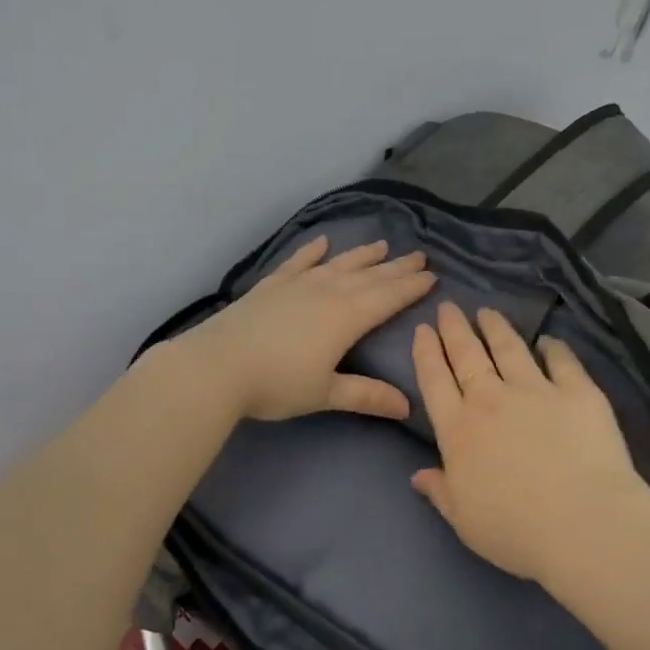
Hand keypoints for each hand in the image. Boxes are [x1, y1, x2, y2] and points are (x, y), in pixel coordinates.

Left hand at [173, 236, 434, 421]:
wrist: (217, 366)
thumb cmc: (277, 383)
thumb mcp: (325, 393)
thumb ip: (366, 395)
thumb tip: (407, 406)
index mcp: (347, 317)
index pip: (388, 297)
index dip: (411, 287)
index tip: (432, 275)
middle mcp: (327, 292)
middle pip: (369, 276)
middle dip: (396, 267)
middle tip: (419, 256)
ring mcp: (298, 284)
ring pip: (338, 264)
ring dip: (362, 255)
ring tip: (382, 245)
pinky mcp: (271, 285)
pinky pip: (298, 262)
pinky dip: (312, 252)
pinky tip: (322, 243)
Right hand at [410, 302, 649, 584]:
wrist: (584, 524)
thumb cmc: (515, 531)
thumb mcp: (464, 520)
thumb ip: (440, 492)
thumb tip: (418, 474)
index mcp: (459, 431)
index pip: (435, 381)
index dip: (427, 352)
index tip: (423, 329)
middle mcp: (491, 401)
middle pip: (468, 355)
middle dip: (455, 329)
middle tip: (449, 306)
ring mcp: (536, 391)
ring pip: (510, 349)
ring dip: (496, 328)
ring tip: (488, 312)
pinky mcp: (578, 392)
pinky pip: (562, 361)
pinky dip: (553, 348)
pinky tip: (549, 341)